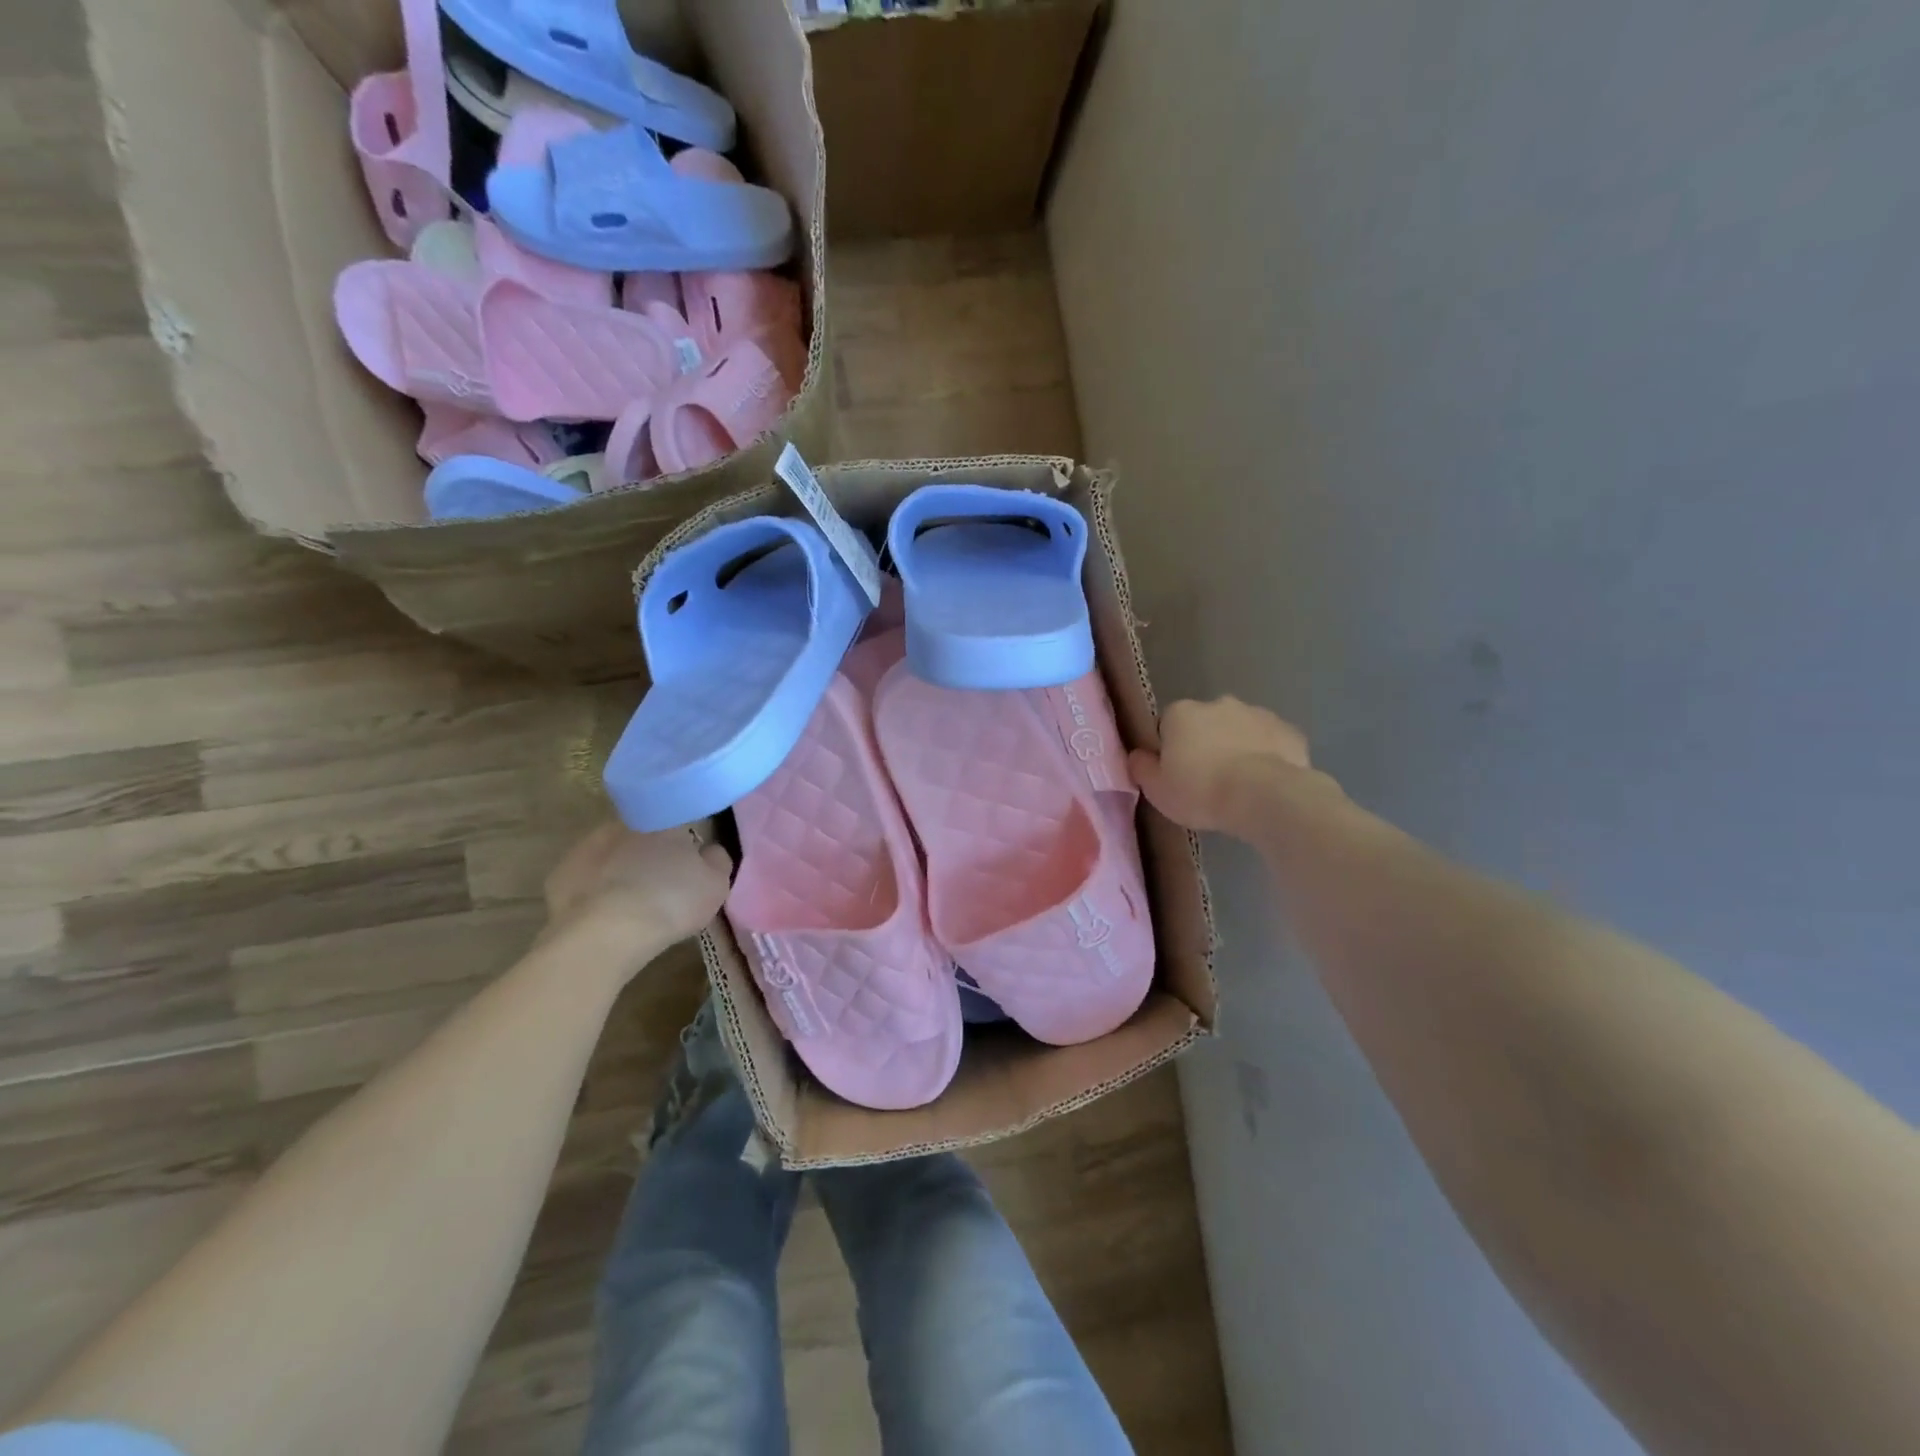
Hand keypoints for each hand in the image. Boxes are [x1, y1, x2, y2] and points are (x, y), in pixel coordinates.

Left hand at [544, 823, 732, 960]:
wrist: (606, 934)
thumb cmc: (670, 902)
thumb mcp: (716, 885)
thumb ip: (717, 860)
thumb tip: (709, 850)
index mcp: (664, 819)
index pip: (678, 818)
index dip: (685, 839)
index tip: (689, 859)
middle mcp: (624, 823)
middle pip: (642, 834)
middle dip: (650, 851)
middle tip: (661, 881)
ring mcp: (586, 847)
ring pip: (611, 854)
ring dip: (620, 869)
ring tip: (631, 901)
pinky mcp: (560, 875)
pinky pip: (585, 879)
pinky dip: (594, 891)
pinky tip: (604, 914)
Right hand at [1129, 697, 1332, 833]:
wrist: (1263, 797)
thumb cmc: (1200, 791)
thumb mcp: (1156, 789)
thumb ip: (1141, 768)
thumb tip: (1137, 755)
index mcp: (1180, 713)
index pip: (1167, 726)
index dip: (1170, 750)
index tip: (1176, 774)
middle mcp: (1218, 703)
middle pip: (1205, 724)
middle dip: (1206, 744)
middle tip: (1208, 780)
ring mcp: (1257, 713)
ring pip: (1240, 730)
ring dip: (1237, 748)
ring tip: (1239, 785)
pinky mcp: (1289, 731)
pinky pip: (1271, 742)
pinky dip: (1268, 756)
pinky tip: (1266, 783)